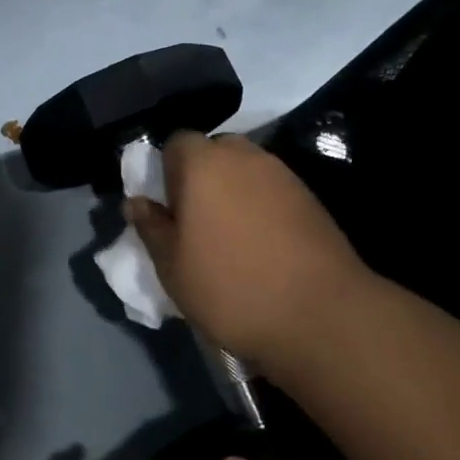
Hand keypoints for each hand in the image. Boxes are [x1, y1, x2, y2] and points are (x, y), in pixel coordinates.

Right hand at [124, 132, 373, 367]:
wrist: (323, 316)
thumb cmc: (231, 287)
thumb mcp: (173, 266)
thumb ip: (151, 227)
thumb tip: (136, 202)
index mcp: (203, 163)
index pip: (175, 143)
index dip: (167, 170)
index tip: (168, 207)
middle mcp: (245, 156)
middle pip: (214, 152)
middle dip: (201, 177)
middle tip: (196, 220)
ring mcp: (283, 175)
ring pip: (245, 171)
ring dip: (234, 192)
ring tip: (231, 237)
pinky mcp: (312, 199)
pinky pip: (273, 191)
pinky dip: (262, 208)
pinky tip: (263, 246)